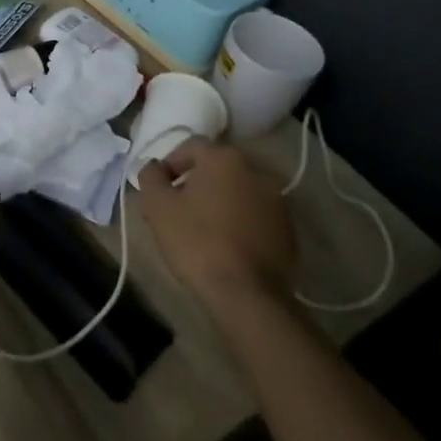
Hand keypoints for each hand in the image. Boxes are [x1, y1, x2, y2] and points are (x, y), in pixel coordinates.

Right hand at [136, 137, 296, 319]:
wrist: (247, 294)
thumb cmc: (196, 242)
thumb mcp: (158, 207)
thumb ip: (151, 176)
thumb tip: (154, 166)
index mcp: (224, 158)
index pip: (191, 146)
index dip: (171, 163)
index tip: (160, 188)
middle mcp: (256, 171)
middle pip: (218, 168)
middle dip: (197, 183)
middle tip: (179, 209)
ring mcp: (278, 201)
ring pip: (239, 192)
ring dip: (221, 202)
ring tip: (204, 230)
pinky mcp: (289, 230)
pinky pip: (257, 216)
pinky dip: (242, 222)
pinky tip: (228, 246)